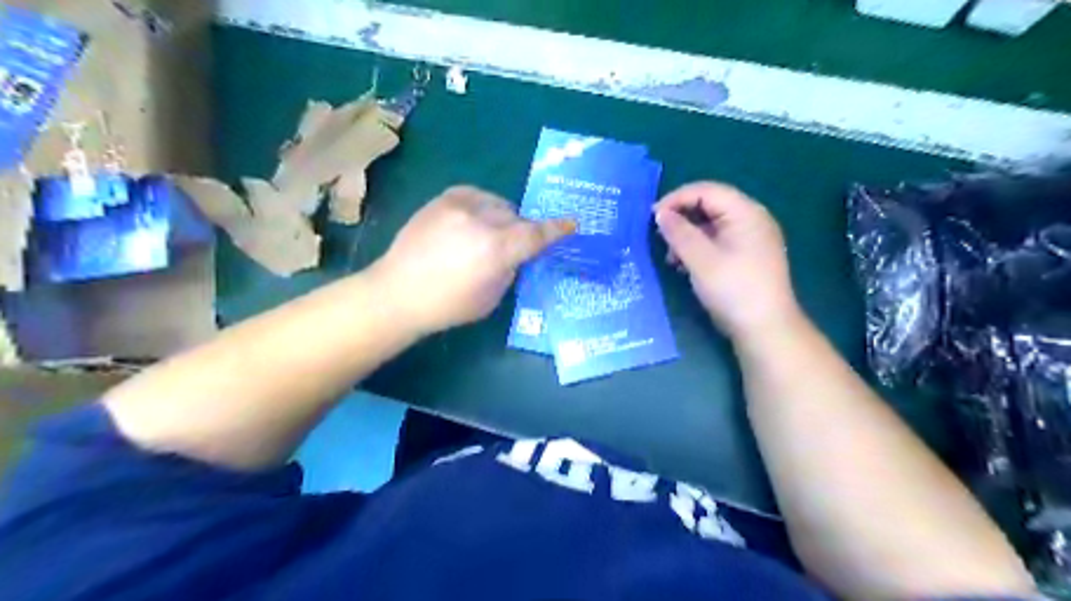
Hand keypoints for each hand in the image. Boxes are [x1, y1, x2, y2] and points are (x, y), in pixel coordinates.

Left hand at [372, 186, 572, 336]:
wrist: (398, 292)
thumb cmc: (448, 305)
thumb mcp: (492, 296)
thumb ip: (510, 268)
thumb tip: (515, 252)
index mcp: (497, 249)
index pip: (537, 235)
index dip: (556, 229)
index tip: (572, 223)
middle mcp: (482, 220)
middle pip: (517, 217)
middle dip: (520, 230)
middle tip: (511, 247)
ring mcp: (460, 205)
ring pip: (498, 203)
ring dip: (501, 218)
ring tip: (486, 235)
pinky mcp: (442, 199)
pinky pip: (476, 195)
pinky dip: (481, 206)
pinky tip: (472, 221)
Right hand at [652, 180, 803, 339]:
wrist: (765, 329)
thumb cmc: (733, 289)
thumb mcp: (700, 259)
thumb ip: (678, 232)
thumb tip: (660, 213)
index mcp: (746, 212)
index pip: (706, 190)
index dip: (676, 199)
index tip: (652, 217)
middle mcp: (751, 220)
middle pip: (710, 206)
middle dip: (681, 219)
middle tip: (660, 238)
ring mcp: (751, 239)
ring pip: (711, 225)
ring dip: (687, 237)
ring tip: (671, 258)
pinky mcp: (747, 257)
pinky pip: (718, 242)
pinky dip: (698, 249)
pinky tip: (684, 267)